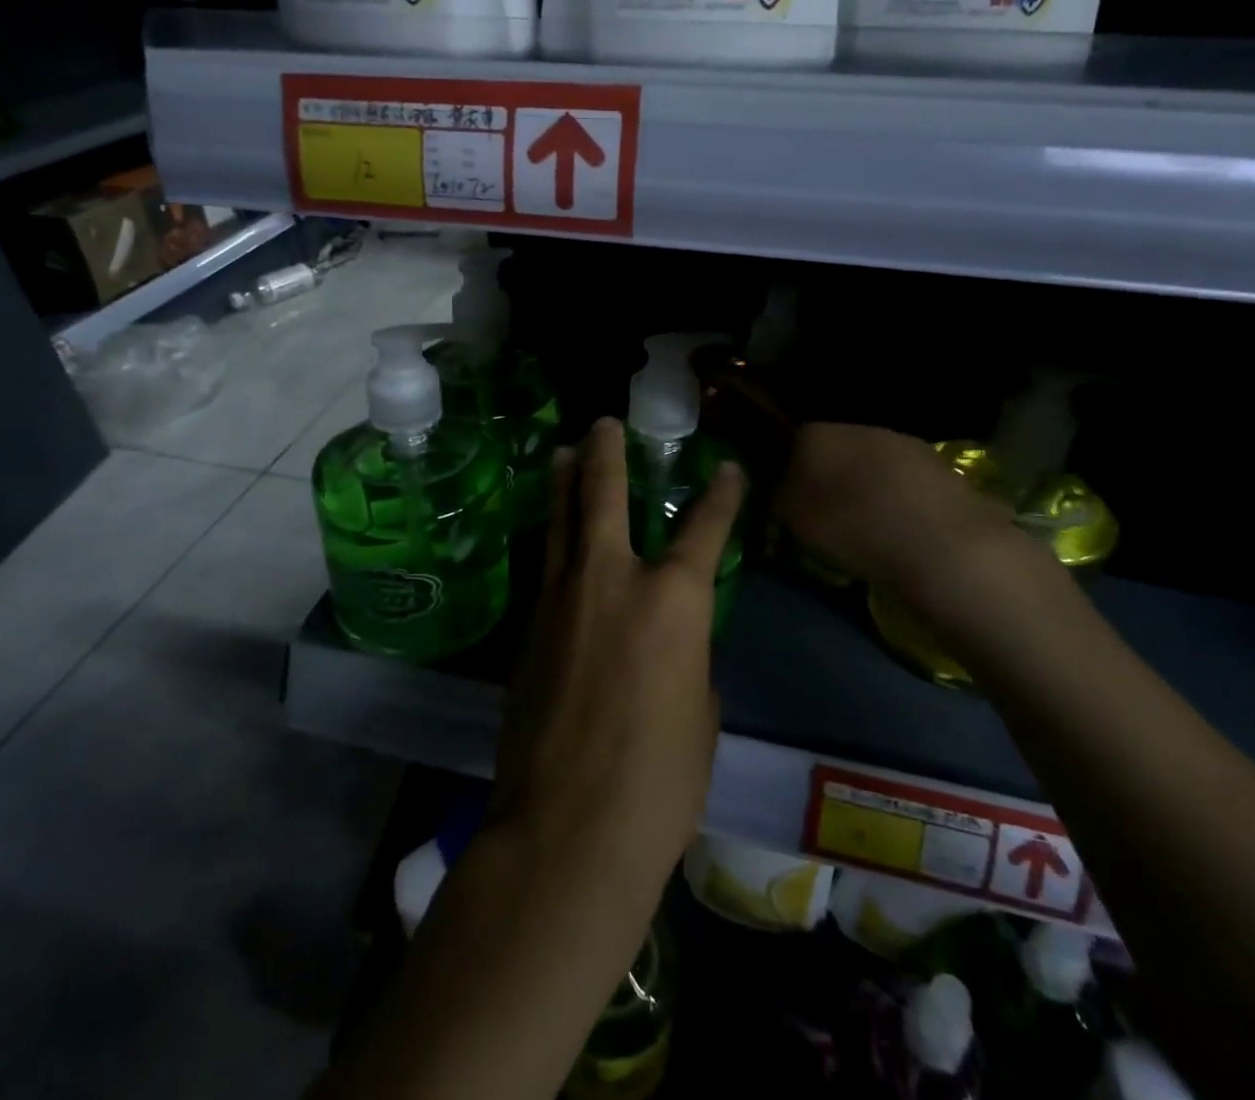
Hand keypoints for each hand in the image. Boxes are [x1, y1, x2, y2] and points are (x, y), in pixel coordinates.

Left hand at [492, 419, 745, 902]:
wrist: (567, 830)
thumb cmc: (659, 781)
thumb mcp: (699, 713)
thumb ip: (686, 657)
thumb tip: (669, 640)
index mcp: (672, 601)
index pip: (703, 529)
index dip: (720, 495)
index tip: (726, 469)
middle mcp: (611, 580)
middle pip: (603, 494)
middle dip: (606, 452)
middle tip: (603, 423)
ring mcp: (560, 598)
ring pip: (561, 522)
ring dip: (563, 482)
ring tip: (562, 451)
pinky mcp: (528, 627)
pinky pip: (548, 569)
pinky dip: (556, 544)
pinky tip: (557, 542)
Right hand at [774, 423, 1032, 612]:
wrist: (943, 546)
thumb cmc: (854, 529)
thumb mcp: (793, 521)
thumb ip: (779, 498)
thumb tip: (780, 490)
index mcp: (817, 433)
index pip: (792, 442)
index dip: (789, 471)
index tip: (791, 501)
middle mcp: (859, 426)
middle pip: (835, 449)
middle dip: (830, 476)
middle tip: (828, 514)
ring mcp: (905, 443)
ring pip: (872, 463)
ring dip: (867, 487)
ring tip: (868, 525)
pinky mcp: (941, 466)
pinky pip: (906, 482)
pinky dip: (900, 499)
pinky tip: (902, 528)